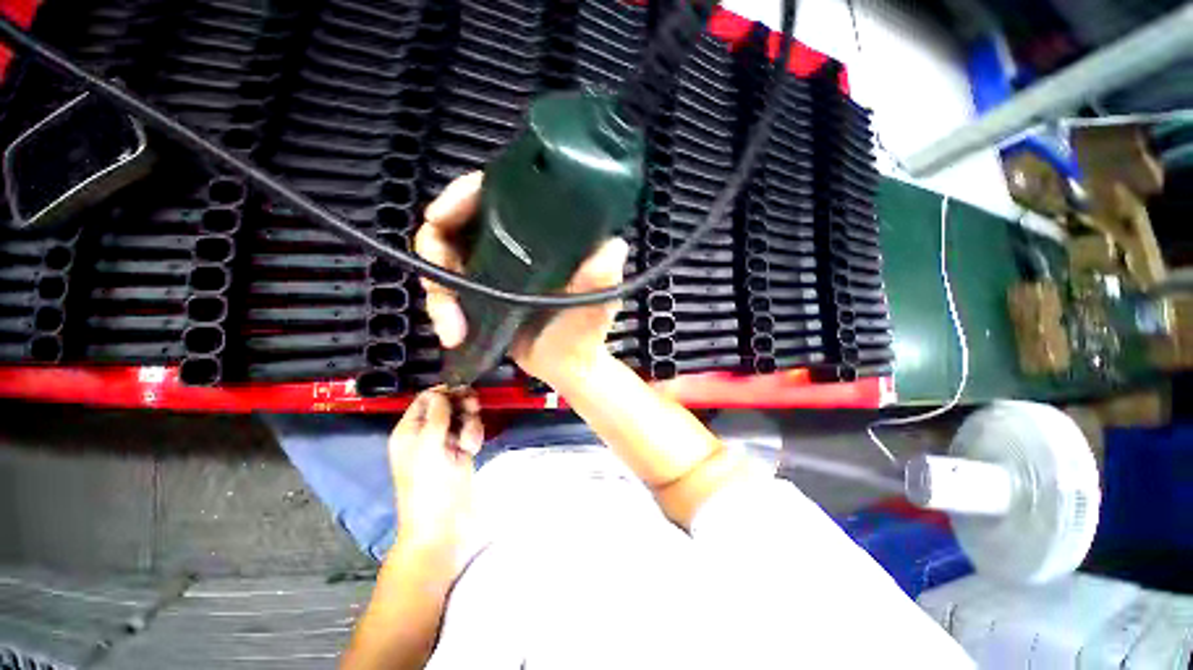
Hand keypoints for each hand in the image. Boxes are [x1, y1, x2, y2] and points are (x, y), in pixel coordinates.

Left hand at [389, 388, 482, 555]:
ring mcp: (445, 442)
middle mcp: (427, 432)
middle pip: (448, 405)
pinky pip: (471, 431)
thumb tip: (442, 392)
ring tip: (468, 443)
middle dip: (462, 407)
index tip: (463, 392)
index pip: (426, 398)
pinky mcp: (461, 450)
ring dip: (470, 425)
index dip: (444, 392)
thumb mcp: (429, 447)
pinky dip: (474, 436)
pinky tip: (472, 449)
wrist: (442, 523)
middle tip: (473, 409)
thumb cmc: (429, 485)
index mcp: (410, 430)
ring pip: (463, 417)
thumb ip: (436, 416)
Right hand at [415, 171, 629, 385]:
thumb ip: (603, 276)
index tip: (439, 216)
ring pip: (446, 255)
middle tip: (436, 287)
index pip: (499, 193)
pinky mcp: (483, 288)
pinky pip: (448, 284)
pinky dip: (441, 306)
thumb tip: (614, 244)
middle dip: (437, 249)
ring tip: (451, 326)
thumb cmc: (584, 333)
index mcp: (545, 233)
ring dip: (438, 290)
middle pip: (459, 222)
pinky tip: (452, 332)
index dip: (464, 194)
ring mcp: (496, 264)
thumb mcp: (595, 305)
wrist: (565, 366)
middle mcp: (518, 241)